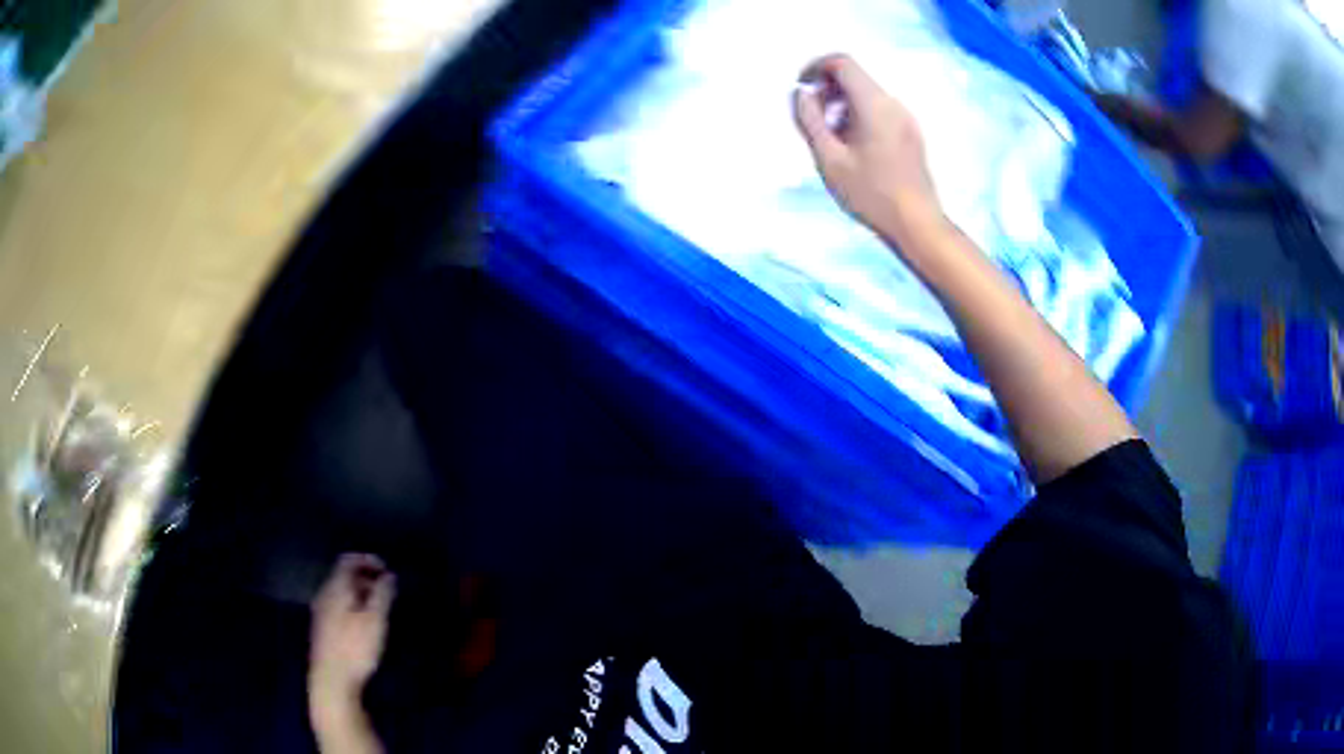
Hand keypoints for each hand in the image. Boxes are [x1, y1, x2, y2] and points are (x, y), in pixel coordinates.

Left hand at [309, 554, 395, 721]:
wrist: (331, 680)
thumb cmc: (354, 647)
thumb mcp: (375, 620)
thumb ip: (382, 595)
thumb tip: (389, 575)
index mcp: (335, 587)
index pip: (347, 560)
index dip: (367, 560)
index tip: (387, 569)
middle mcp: (324, 594)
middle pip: (343, 575)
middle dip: (366, 577)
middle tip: (387, 588)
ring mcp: (321, 612)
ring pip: (341, 592)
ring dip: (360, 593)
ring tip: (380, 606)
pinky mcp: (323, 629)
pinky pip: (338, 606)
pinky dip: (353, 605)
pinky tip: (365, 622)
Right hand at [793, 54, 942, 244]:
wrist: (917, 224)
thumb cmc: (871, 194)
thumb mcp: (829, 159)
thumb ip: (810, 120)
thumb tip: (801, 94)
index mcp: (874, 104)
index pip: (842, 62)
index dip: (816, 67)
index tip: (802, 88)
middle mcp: (893, 103)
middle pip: (855, 77)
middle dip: (828, 89)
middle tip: (813, 119)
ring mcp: (906, 118)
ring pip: (867, 94)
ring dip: (842, 105)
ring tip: (831, 139)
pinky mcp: (911, 133)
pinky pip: (880, 110)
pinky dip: (859, 116)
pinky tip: (854, 149)